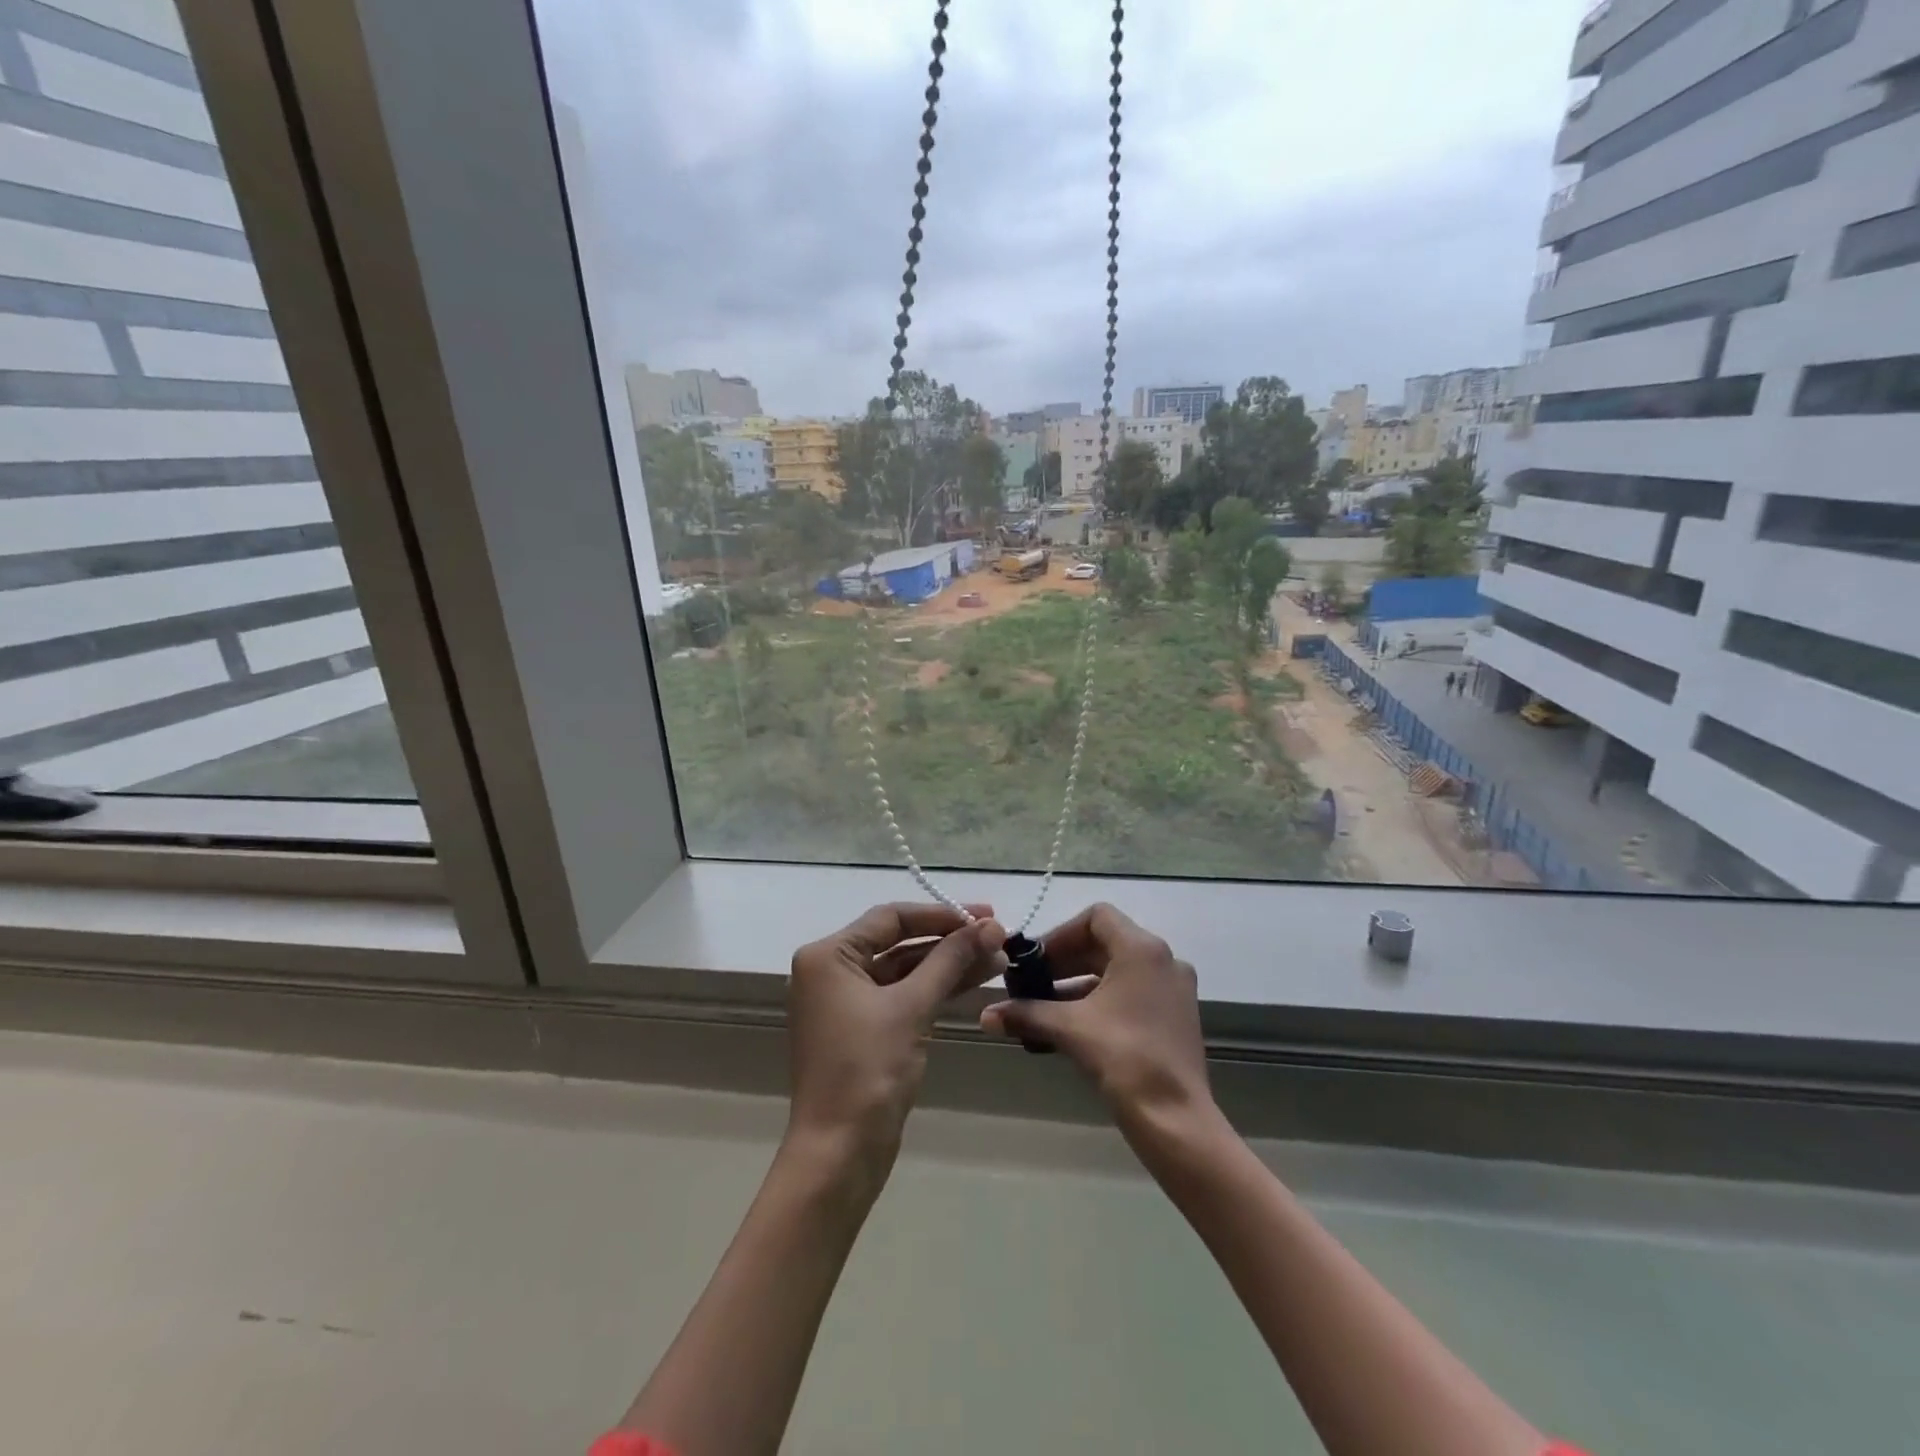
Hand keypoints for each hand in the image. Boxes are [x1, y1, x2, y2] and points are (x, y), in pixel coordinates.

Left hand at [786, 902, 1007, 1177]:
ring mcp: (847, 1002)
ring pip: (905, 970)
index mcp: (829, 956)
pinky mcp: (864, 1029)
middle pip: (899, 942)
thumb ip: (950, 960)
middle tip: (998, 937)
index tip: (986, 914)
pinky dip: (936, 989)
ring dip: (949, 965)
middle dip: (950, 941)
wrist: (840, 1154)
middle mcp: (832, 971)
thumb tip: (990, 926)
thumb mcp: (912, 1007)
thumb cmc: (868, 1070)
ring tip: (998, 959)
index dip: (941, 914)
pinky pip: (903, 996)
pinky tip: (974, 982)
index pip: (891, 918)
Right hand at [980, 903, 1212, 1139]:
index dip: (1061, 934)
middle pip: (1105, 943)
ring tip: (1044, 1008)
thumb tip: (984, 1015)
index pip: (1096, 917)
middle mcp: (1163, 960)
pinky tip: (1071, 1026)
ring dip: (1079, 983)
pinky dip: (1100, 1000)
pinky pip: (1131, 992)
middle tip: (1032, 984)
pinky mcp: (1176, 1016)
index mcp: (1142, 949)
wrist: (1176, 1120)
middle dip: (1065, 961)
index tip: (1035, 960)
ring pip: (1117, 970)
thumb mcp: (1069, 1029)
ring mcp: (1173, 989)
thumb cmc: (1124, 1058)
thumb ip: (1026, 1013)